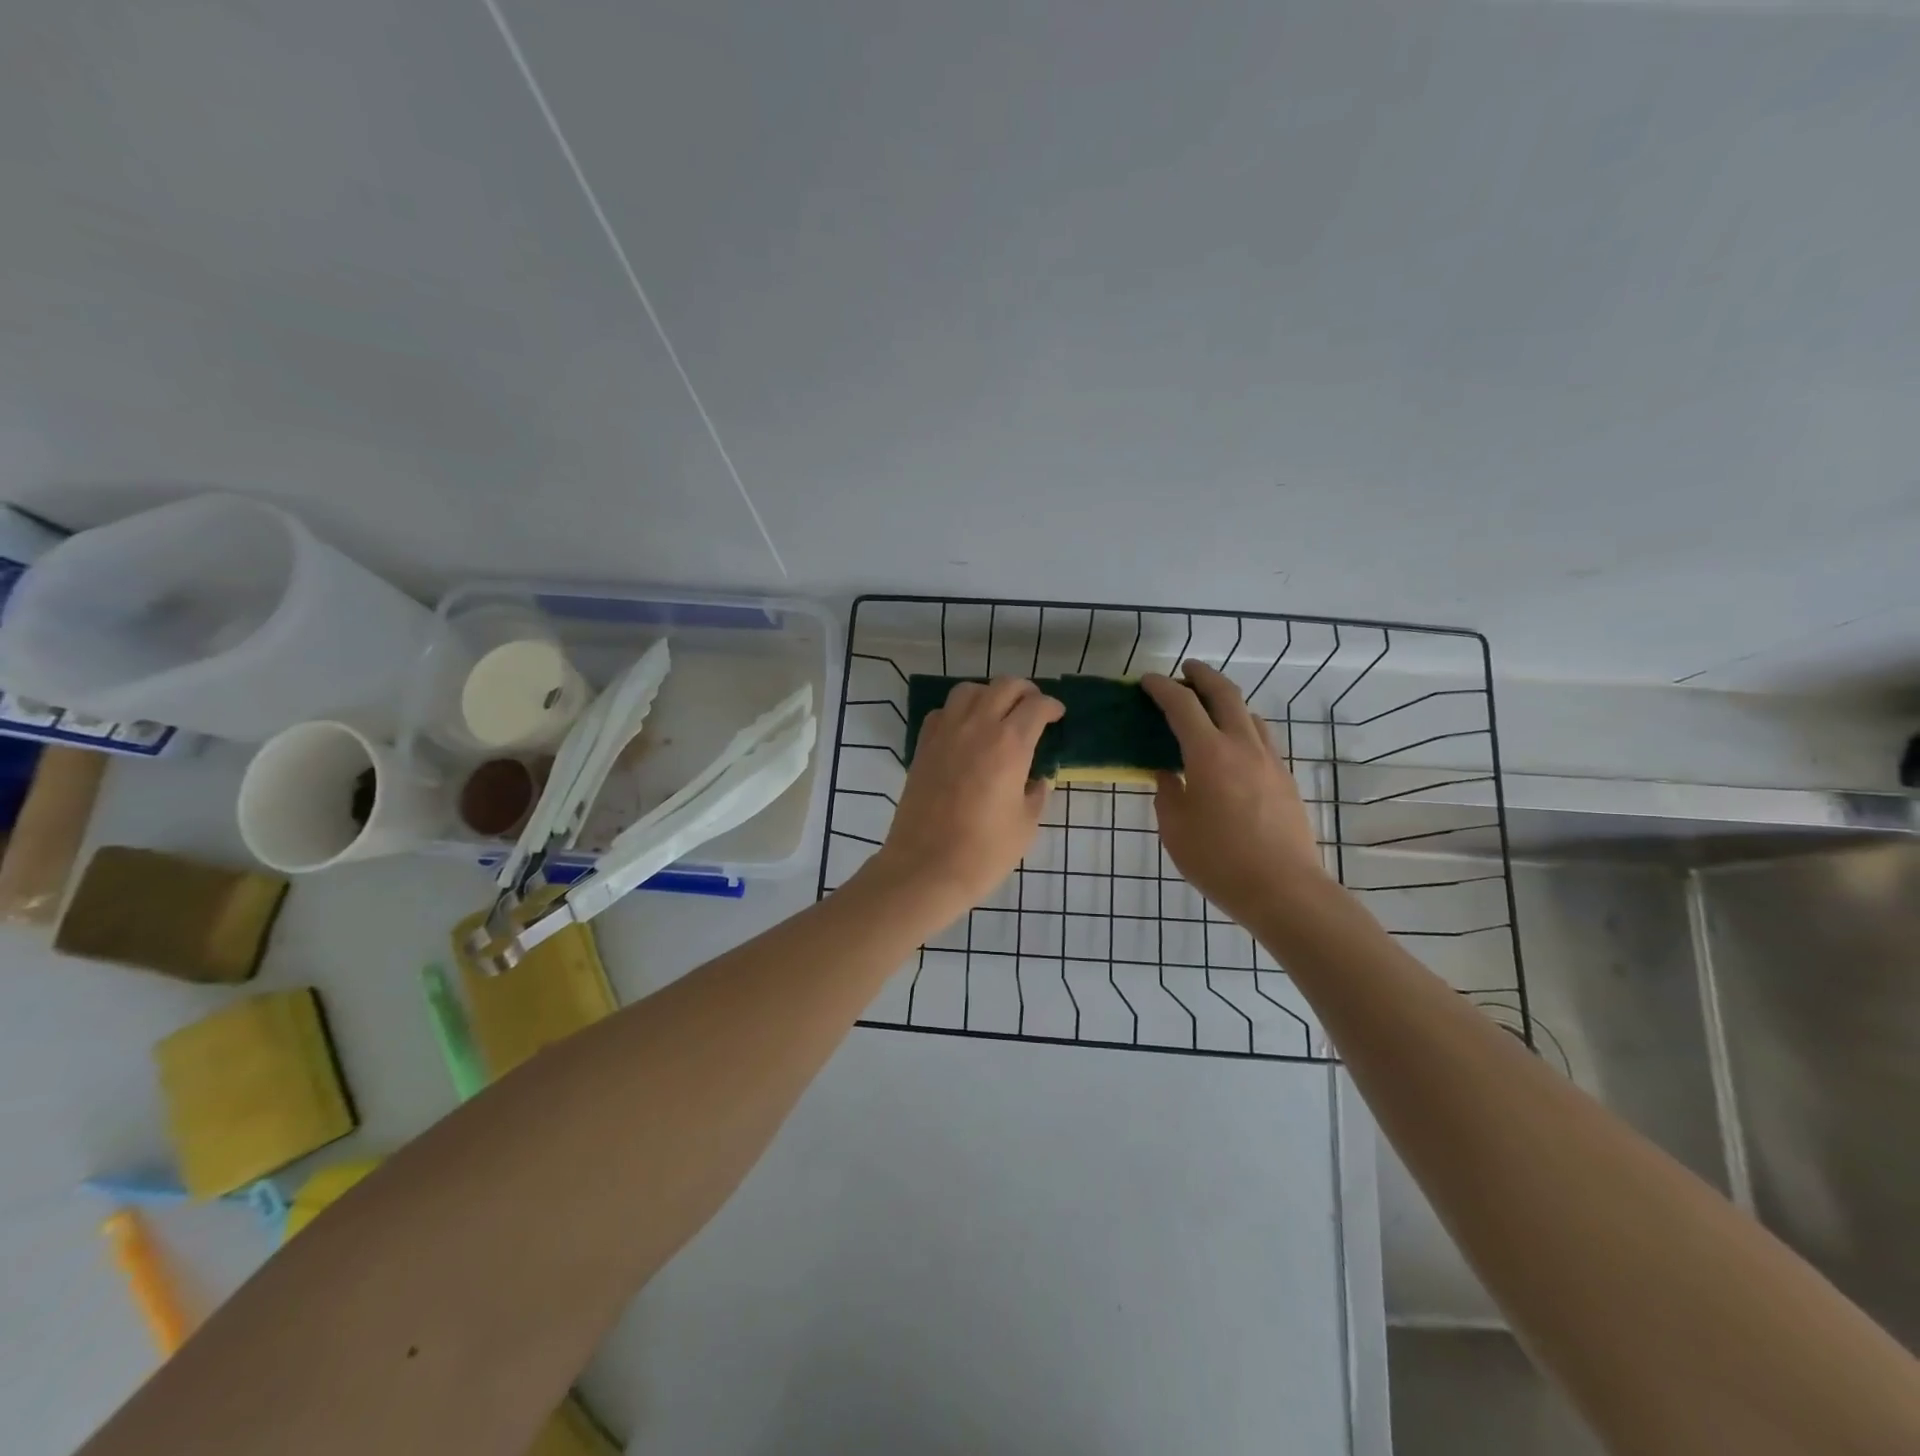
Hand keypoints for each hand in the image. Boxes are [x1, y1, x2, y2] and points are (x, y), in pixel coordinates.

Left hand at [867, 677, 1063, 923]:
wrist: (926, 867)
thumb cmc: (984, 851)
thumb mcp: (1026, 825)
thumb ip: (1036, 794)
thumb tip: (1037, 779)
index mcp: (1010, 744)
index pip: (1036, 706)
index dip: (1051, 706)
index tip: (1057, 715)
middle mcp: (977, 727)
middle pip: (1004, 686)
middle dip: (1024, 691)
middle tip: (1033, 708)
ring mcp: (945, 733)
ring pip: (969, 690)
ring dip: (989, 694)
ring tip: (997, 713)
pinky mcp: (922, 746)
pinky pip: (942, 712)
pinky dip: (958, 711)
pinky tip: (965, 730)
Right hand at [1142, 661, 1331, 927]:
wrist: (1284, 890)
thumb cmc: (1219, 861)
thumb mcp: (1176, 829)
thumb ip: (1168, 794)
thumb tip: (1168, 774)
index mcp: (1209, 754)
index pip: (1182, 705)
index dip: (1162, 688)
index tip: (1146, 681)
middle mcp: (1242, 746)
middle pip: (1225, 693)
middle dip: (1202, 675)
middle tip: (1184, 671)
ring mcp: (1269, 761)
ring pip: (1248, 713)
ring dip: (1226, 700)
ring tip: (1208, 709)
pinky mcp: (1285, 779)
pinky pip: (1262, 738)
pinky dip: (1242, 727)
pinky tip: (1232, 747)